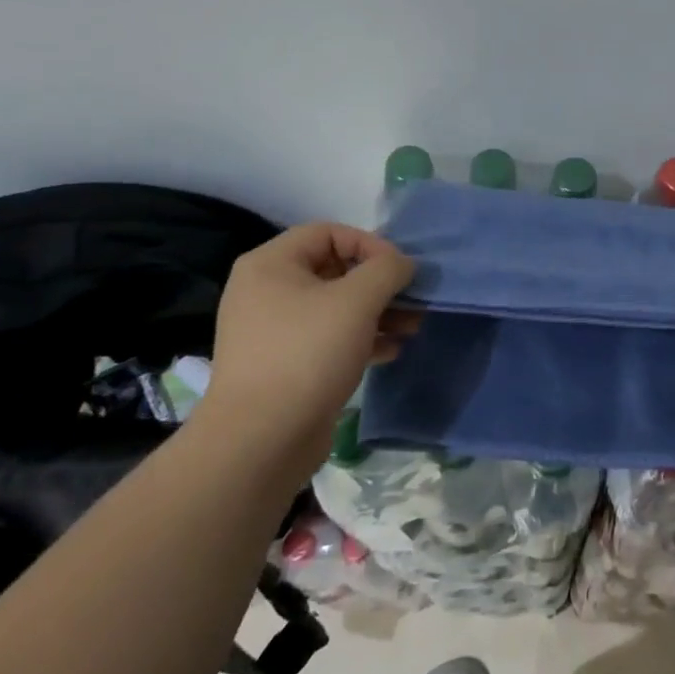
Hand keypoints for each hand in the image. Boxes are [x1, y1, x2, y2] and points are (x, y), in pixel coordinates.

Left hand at [202, 222, 418, 464]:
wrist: (260, 440)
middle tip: (414, 299)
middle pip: (335, 269)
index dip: (370, 244)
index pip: (329, 232)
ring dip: (379, 312)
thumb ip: (387, 270)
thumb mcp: (357, 301)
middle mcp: (267, 291)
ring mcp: (274, 331)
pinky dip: (363, 339)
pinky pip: (330, 338)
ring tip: (413, 326)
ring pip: (337, 307)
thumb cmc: (307, 354)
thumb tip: (402, 265)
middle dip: (381, 283)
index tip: (400, 271)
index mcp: (271, 265)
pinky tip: (392, 351)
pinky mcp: (286, 364)